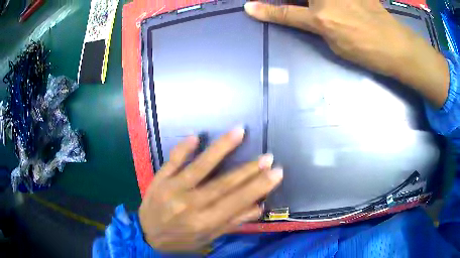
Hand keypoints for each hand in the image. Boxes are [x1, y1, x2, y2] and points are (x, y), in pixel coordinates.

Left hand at [139, 127, 282, 251]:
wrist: (146, 234)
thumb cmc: (180, 240)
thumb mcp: (207, 238)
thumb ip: (232, 223)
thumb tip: (258, 207)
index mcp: (203, 222)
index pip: (236, 202)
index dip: (258, 187)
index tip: (276, 172)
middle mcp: (189, 204)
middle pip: (223, 184)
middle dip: (249, 170)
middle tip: (268, 156)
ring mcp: (172, 189)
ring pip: (200, 167)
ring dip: (221, 148)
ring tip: (240, 132)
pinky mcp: (160, 179)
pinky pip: (172, 161)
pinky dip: (183, 148)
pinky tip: (195, 136)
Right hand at [245, 0, 448, 107]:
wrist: (395, 44)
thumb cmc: (366, 51)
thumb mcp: (335, 44)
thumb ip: (313, 25)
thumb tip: (299, 15)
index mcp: (321, 18)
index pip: (285, 13)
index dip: (266, 11)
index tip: (249, 7)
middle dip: (290, 1)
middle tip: (303, 12)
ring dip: (307, 3)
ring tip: (325, 15)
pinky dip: (327, 3)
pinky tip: (335, 9)